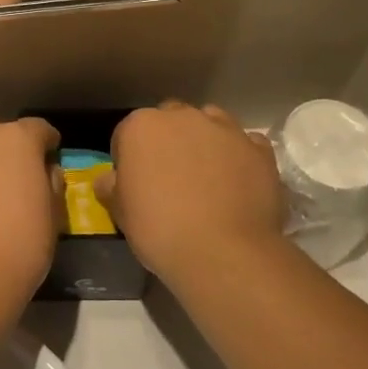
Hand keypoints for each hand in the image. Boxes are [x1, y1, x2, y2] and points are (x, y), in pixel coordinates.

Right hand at [96, 101, 284, 280]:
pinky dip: (241, 157)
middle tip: (172, 179)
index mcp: (141, 126)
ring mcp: (224, 128)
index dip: (130, 159)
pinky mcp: (258, 148)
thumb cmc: (160, 229)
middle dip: (169, 142)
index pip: (127, 134)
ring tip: (209, 178)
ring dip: (206, 141)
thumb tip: (109, 179)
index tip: (136, 184)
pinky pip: (246, 144)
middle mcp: (182, 116)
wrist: (223, 252)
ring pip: (210, 124)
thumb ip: (111, 187)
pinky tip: (239, 183)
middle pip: (170, 120)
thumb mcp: (121, 213)